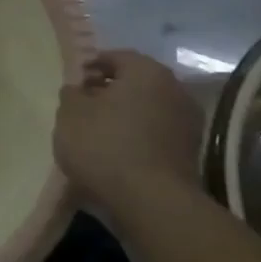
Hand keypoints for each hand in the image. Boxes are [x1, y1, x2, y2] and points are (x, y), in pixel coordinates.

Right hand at [53, 49, 203, 201]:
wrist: (152, 204)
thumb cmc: (105, 146)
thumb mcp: (70, 113)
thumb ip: (72, 94)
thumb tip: (80, 90)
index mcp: (147, 71)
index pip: (114, 57)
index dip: (89, 68)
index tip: (73, 87)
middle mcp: (175, 89)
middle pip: (134, 84)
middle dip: (109, 93)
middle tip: (83, 109)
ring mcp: (188, 124)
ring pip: (147, 111)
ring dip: (125, 118)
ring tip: (97, 136)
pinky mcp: (190, 155)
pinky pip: (156, 136)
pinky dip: (138, 140)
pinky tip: (117, 156)